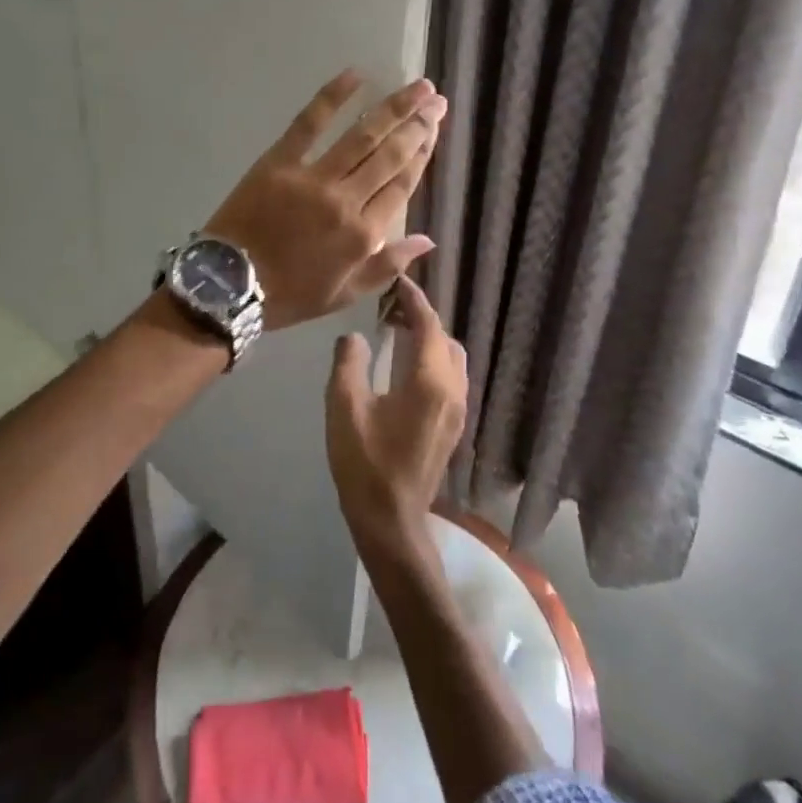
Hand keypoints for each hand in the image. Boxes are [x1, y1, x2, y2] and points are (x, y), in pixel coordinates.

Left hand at [204, 71, 445, 329]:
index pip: (403, 184)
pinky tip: (355, 76)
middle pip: (390, 154)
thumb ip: (388, 266)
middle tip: (437, 99)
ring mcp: (313, 177)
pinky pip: (310, 123)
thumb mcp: (344, 295)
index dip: (422, 153)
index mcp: (363, 234)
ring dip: (393, 108)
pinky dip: (332, 97)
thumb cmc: (288, 295)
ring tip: (417, 87)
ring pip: (362, 136)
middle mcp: (346, 201)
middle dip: (418, 124)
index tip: (435, 129)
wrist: (228, 286)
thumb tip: (428, 240)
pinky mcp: (279, 161)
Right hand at [325, 276, 467, 555]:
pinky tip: (406, 367)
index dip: (414, 300)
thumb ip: (349, 363)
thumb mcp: (344, 408)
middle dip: (422, 318)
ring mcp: (457, 412)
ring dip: (430, 339)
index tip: (398, 281)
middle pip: (445, 340)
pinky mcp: (453, 427)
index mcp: (430, 383)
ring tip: (397, 332)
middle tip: (391, 307)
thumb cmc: (365, 463)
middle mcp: (453, 392)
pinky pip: (450, 378)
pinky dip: (433, 360)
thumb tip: (355, 337)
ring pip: (452, 360)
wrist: (391, 521)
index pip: (429, 326)